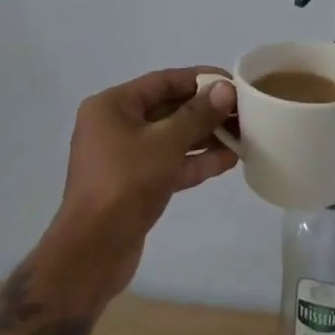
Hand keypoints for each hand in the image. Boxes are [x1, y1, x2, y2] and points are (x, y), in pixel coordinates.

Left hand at [41, 68, 237, 302]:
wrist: (91, 254)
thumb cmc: (125, 183)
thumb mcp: (165, 143)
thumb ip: (198, 115)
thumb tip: (226, 89)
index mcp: (113, 106)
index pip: (163, 81)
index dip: (200, 79)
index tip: (233, 82)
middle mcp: (116, 126)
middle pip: (169, 108)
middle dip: (206, 110)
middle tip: (243, 110)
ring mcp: (125, 157)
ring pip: (172, 138)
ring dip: (206, 136)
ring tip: (243, 133)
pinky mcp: (135, 186)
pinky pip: (170, 163)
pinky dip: (196, 160)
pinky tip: (229, 159)